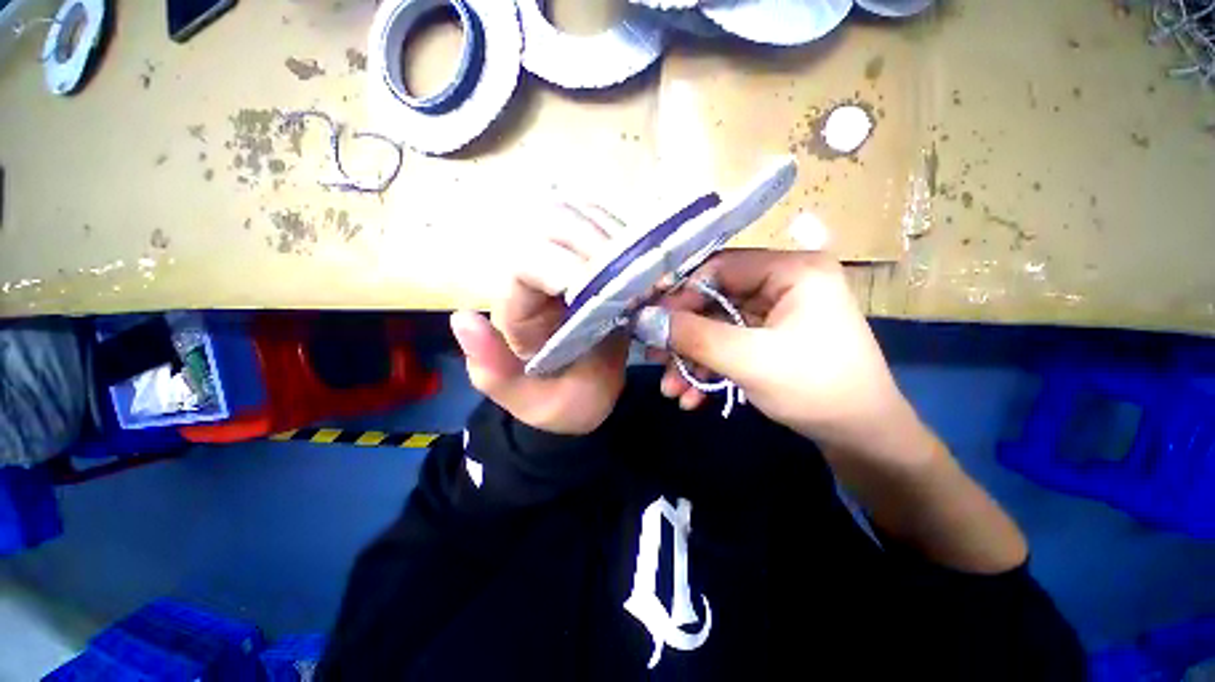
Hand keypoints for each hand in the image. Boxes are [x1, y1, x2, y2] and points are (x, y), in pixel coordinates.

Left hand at [450, 205, 628, 435]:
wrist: (586, 398)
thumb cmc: (558, 402)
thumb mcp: (525, 400)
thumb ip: (494, 369)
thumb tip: (462, 318)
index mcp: (515, 307)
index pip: (526, 262)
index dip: (562, 268)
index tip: (599, 292)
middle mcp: (536, 276)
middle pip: (552, 222)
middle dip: (591, 241)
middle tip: (627, 273)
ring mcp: (567, 265)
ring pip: (580, 216)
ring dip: (612, 234)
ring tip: (640, 266)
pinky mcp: (593, 265)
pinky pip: (606, 230)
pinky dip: (626, 236)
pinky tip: (643, 260)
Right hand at [653, 243, 1027, 572]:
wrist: (862, 439)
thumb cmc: (816, 389)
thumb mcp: (750, 360)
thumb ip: (695, 336)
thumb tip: (646, 320)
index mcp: (792, 270)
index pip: (720, 267)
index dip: (681, 293)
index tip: (651, 322)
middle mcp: (783, 284)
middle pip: (715, 300)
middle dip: (683, 336)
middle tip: (654, 357)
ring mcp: (776, 313)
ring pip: (717, 327)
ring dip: (691, 358)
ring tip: (670, 388)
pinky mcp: (769, 338)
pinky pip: (729, 344)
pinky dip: (708, 368)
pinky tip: (691, 396)